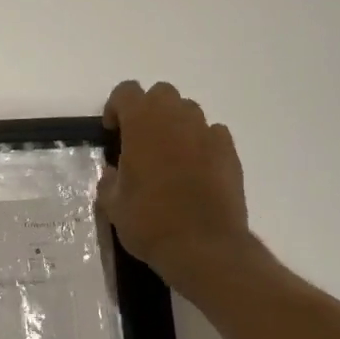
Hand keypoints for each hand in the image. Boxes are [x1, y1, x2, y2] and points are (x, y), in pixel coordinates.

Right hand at [98, 80, 261, 295]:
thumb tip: (115, 172)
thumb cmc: (150, 222)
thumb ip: (110, 181)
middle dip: (148, 111)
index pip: (126, 92)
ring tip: (168, 157)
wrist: (204, 246)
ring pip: (189, 112)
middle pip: (161, 94)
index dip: (116, 108)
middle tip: (140, 142)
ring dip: (175, 125)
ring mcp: (207, 133)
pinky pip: (212, 134)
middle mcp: (177, 119)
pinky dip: (201, 144)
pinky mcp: (229, 152)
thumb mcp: (113, 206)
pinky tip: (195, 170)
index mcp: (142, 124)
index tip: (112, 132)